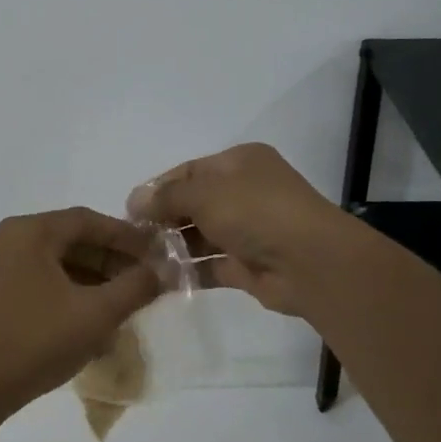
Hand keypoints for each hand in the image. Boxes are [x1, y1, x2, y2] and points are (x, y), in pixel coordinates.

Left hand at [0, 208, 162, 418]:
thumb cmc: (35, 342)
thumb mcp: (96, 314)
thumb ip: (135, 287)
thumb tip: (162, 272)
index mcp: (29, 231)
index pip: (87, 220)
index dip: (126, 236)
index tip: (156, 254)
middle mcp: (6, 239)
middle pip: (68, 239)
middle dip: (109, 259)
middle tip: (142, 280)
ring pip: (52, 262)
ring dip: (89, 277)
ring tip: (120, 302)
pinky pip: (34, 280)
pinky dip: (64, 291)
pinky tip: (86, 318)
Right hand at [128, 143, 357, 316]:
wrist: (311, 262)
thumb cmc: (256, 212)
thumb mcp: (205, 193)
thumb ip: (166, 197)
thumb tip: (134, 201)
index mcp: (240, 163)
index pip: (189, 171)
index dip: (158, 188)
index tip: (130, 210)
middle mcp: (245, 192)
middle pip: (193, 203)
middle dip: (163, 219)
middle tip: (133, 238)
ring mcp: (249, 230)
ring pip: (201, 236)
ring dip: (173, 247)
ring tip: (141, 260)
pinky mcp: (249, 265)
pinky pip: (211, 265)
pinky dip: (189, 271)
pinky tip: (162, 279)